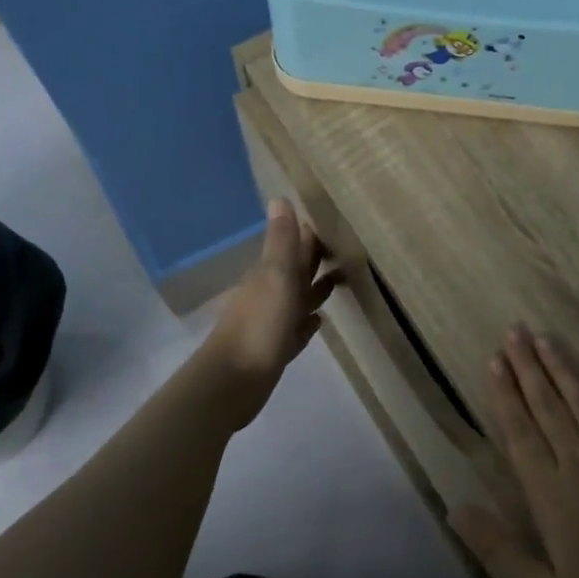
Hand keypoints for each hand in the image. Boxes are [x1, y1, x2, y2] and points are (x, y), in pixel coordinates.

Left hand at [198, 199, 340, 430]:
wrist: (233, 380)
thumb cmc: (259, 324)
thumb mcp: (275, 276)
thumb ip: (281, 241)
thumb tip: (279, 197)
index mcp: (270, 273)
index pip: (293, 247)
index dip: (311, 236)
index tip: (335, 223)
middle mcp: (270, 294)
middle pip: (297, 272)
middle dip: (316, 260)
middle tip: (345, 249)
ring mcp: (272, 323)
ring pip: (298, 299)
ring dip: (315, 290)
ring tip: (340, 281)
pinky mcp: (276, 349)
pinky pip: (296, 329)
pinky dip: (307, 322)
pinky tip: (319, 321)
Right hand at [452, 325, 578, 577]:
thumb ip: (497, 547)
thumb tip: (455, 509)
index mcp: (549, 491)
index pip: (520, 431)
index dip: (505, 394)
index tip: (494, 362)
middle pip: (548, 406)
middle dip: (528, 367)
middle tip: (514, 332)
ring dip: (563, 369)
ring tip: (545, 339)